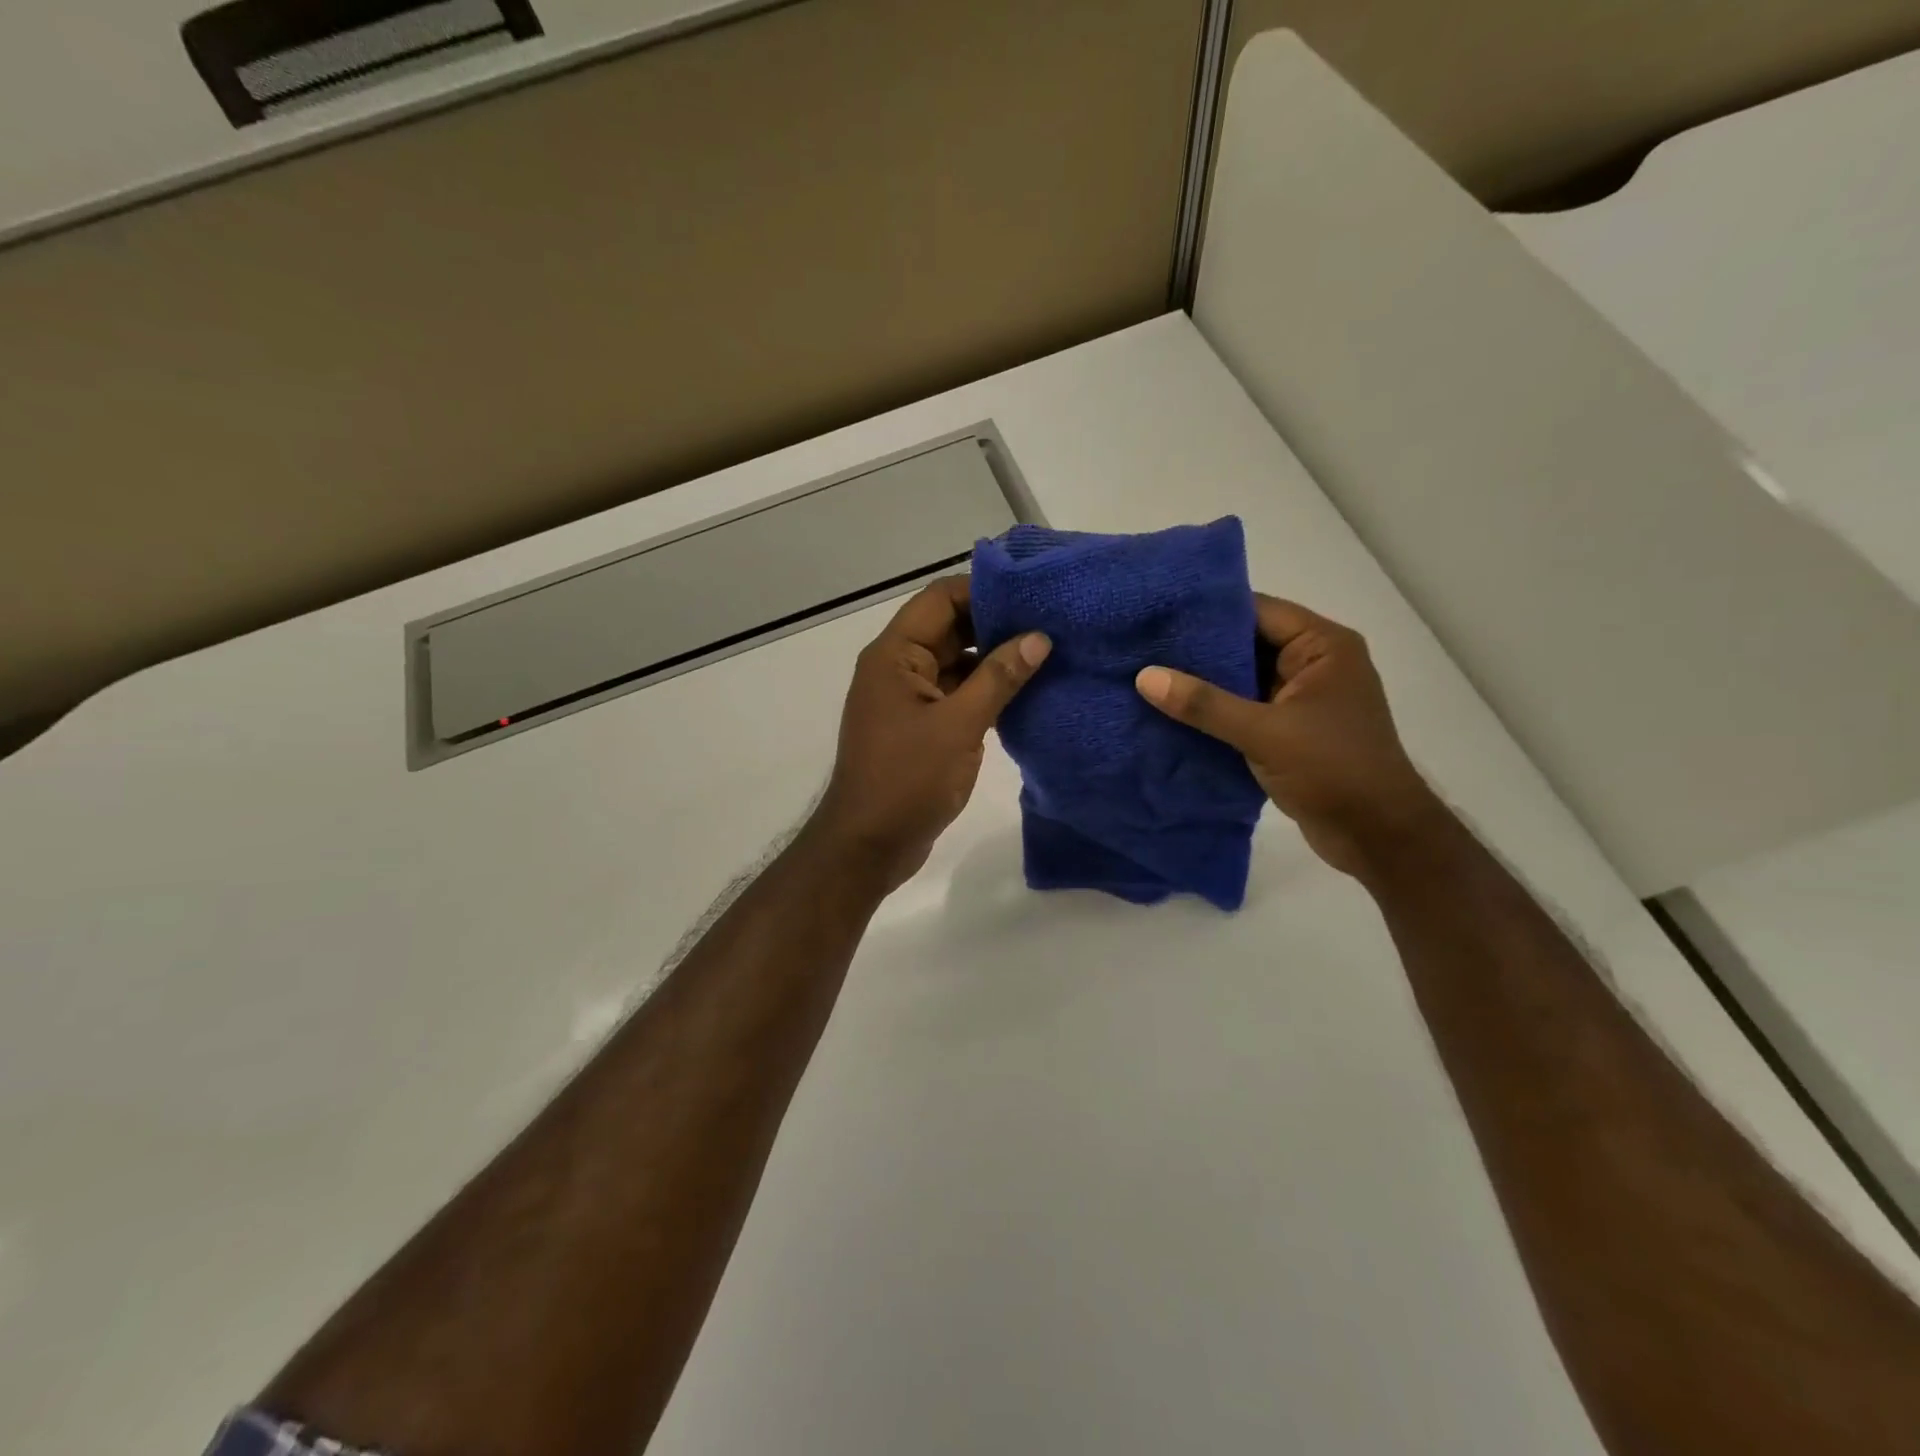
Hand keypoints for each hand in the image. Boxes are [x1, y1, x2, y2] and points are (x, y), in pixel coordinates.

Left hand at [809, 576, 1050, 892]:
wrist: (868, 845)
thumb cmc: (906, 780)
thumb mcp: (958, 726)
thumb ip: (998, 678)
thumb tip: (1039, 638)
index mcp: (894, 655)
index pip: (940, 599)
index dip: (984, 590)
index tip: (1033, 594)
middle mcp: (897, 668)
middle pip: (950, 628)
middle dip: (996, 624)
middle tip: (1051, 623)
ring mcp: (909, 699)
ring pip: (956, 663)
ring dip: (994, 660)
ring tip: (1048, 654)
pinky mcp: (920, 727)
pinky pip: (956, 694)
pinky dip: (986, 691)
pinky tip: (1025, 693)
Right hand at [1135, 596, 1444, 878]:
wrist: (1378, 836)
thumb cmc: (1333, 770)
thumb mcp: (1264, 733)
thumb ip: (1204, 704)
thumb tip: (1144, 676)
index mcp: (1323, 646)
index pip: (1257, 611)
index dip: (1208, 612)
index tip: (1158, 613)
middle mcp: (1314, 663)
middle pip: (1247, 643)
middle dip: (1198, 649)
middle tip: (1144, 647)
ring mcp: (1302, 698)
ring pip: (1243, 678)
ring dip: (1204, 683)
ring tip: (1148, 676)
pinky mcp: (1291, 729)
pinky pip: (1245, 708)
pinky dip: (1215, 711)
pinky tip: (1172, 713)